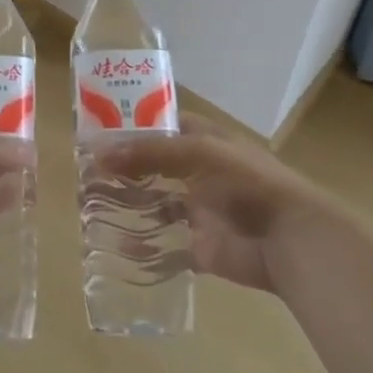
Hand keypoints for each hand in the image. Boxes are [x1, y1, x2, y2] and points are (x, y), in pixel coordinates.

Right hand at [97, 114, 317, 292]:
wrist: (290, 240)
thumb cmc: (248, 183)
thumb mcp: (200, 152)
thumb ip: (150, 152)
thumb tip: (99, 155)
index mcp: (204, 141)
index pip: (161, 125)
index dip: (131, 126)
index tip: (96, 130)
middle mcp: (198, 172)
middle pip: (153, 165)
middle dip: (122, 167)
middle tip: (83, 170)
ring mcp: (198, 211)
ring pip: (154, 203)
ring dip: (126, 203)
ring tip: (87, 203)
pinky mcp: (198, 247)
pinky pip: (163, 244)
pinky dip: (140, 245)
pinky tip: (111, 242)